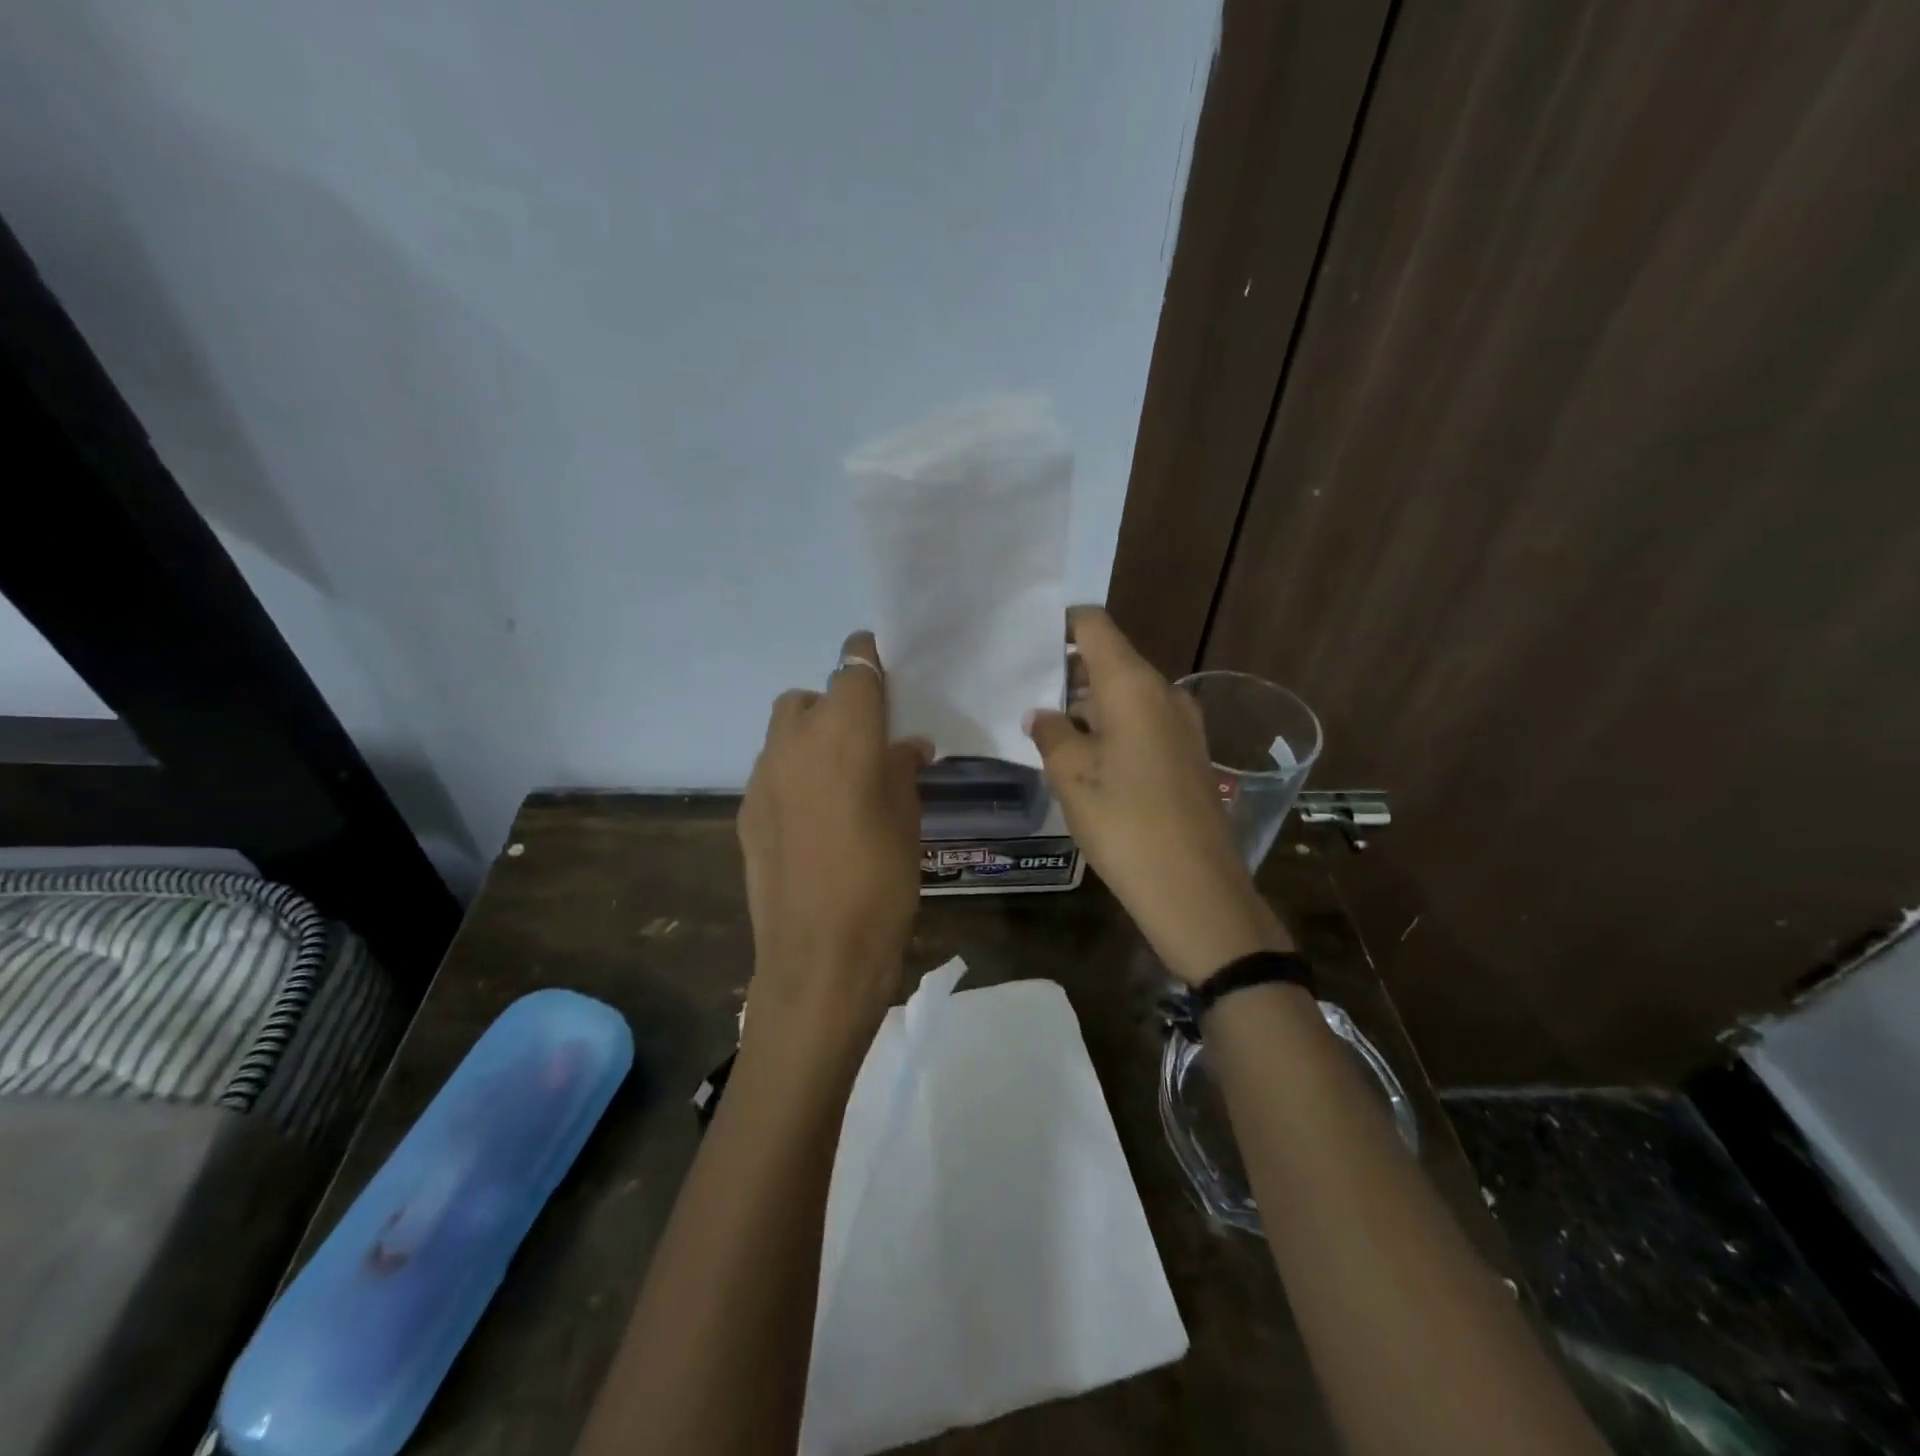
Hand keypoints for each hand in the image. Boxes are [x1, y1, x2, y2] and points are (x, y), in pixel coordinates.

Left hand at [738, 631, 930, 1049]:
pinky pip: (772, 772)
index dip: (866, 659)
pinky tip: (814, 817)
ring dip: (812, 738)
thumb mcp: (908, 819)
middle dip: (836, 705)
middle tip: (867, 741)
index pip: (852, 668)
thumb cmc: (882, 881)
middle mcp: (795, 741)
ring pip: (785, 732)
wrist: (820, 955)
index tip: (880, 665)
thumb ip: (902, 769)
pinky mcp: (746, 810)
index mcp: (844, 733)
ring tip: (840, 780)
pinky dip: (794, 774)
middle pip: (811, 697)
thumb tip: (906, 746)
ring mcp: (762, 776)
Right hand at [1025, 607, 1289, 982]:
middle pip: (1110, 660)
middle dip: (1067, 673)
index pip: (1094, 625)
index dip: (1060, 624)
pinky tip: (1086, 761)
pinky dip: (1112, 730)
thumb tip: (1043, 713)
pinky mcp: (1189, 757)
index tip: (1026, 641)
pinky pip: (1143, 725)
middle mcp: (1164, 693)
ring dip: (1088, 706)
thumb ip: (1050, 733)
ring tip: (1047, 730)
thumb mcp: (1071, 774)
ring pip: (1126, 697)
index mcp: (1133, 684)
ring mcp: (1183, 726)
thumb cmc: (1125, 821)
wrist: (1194, 889)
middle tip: (1024, 693)